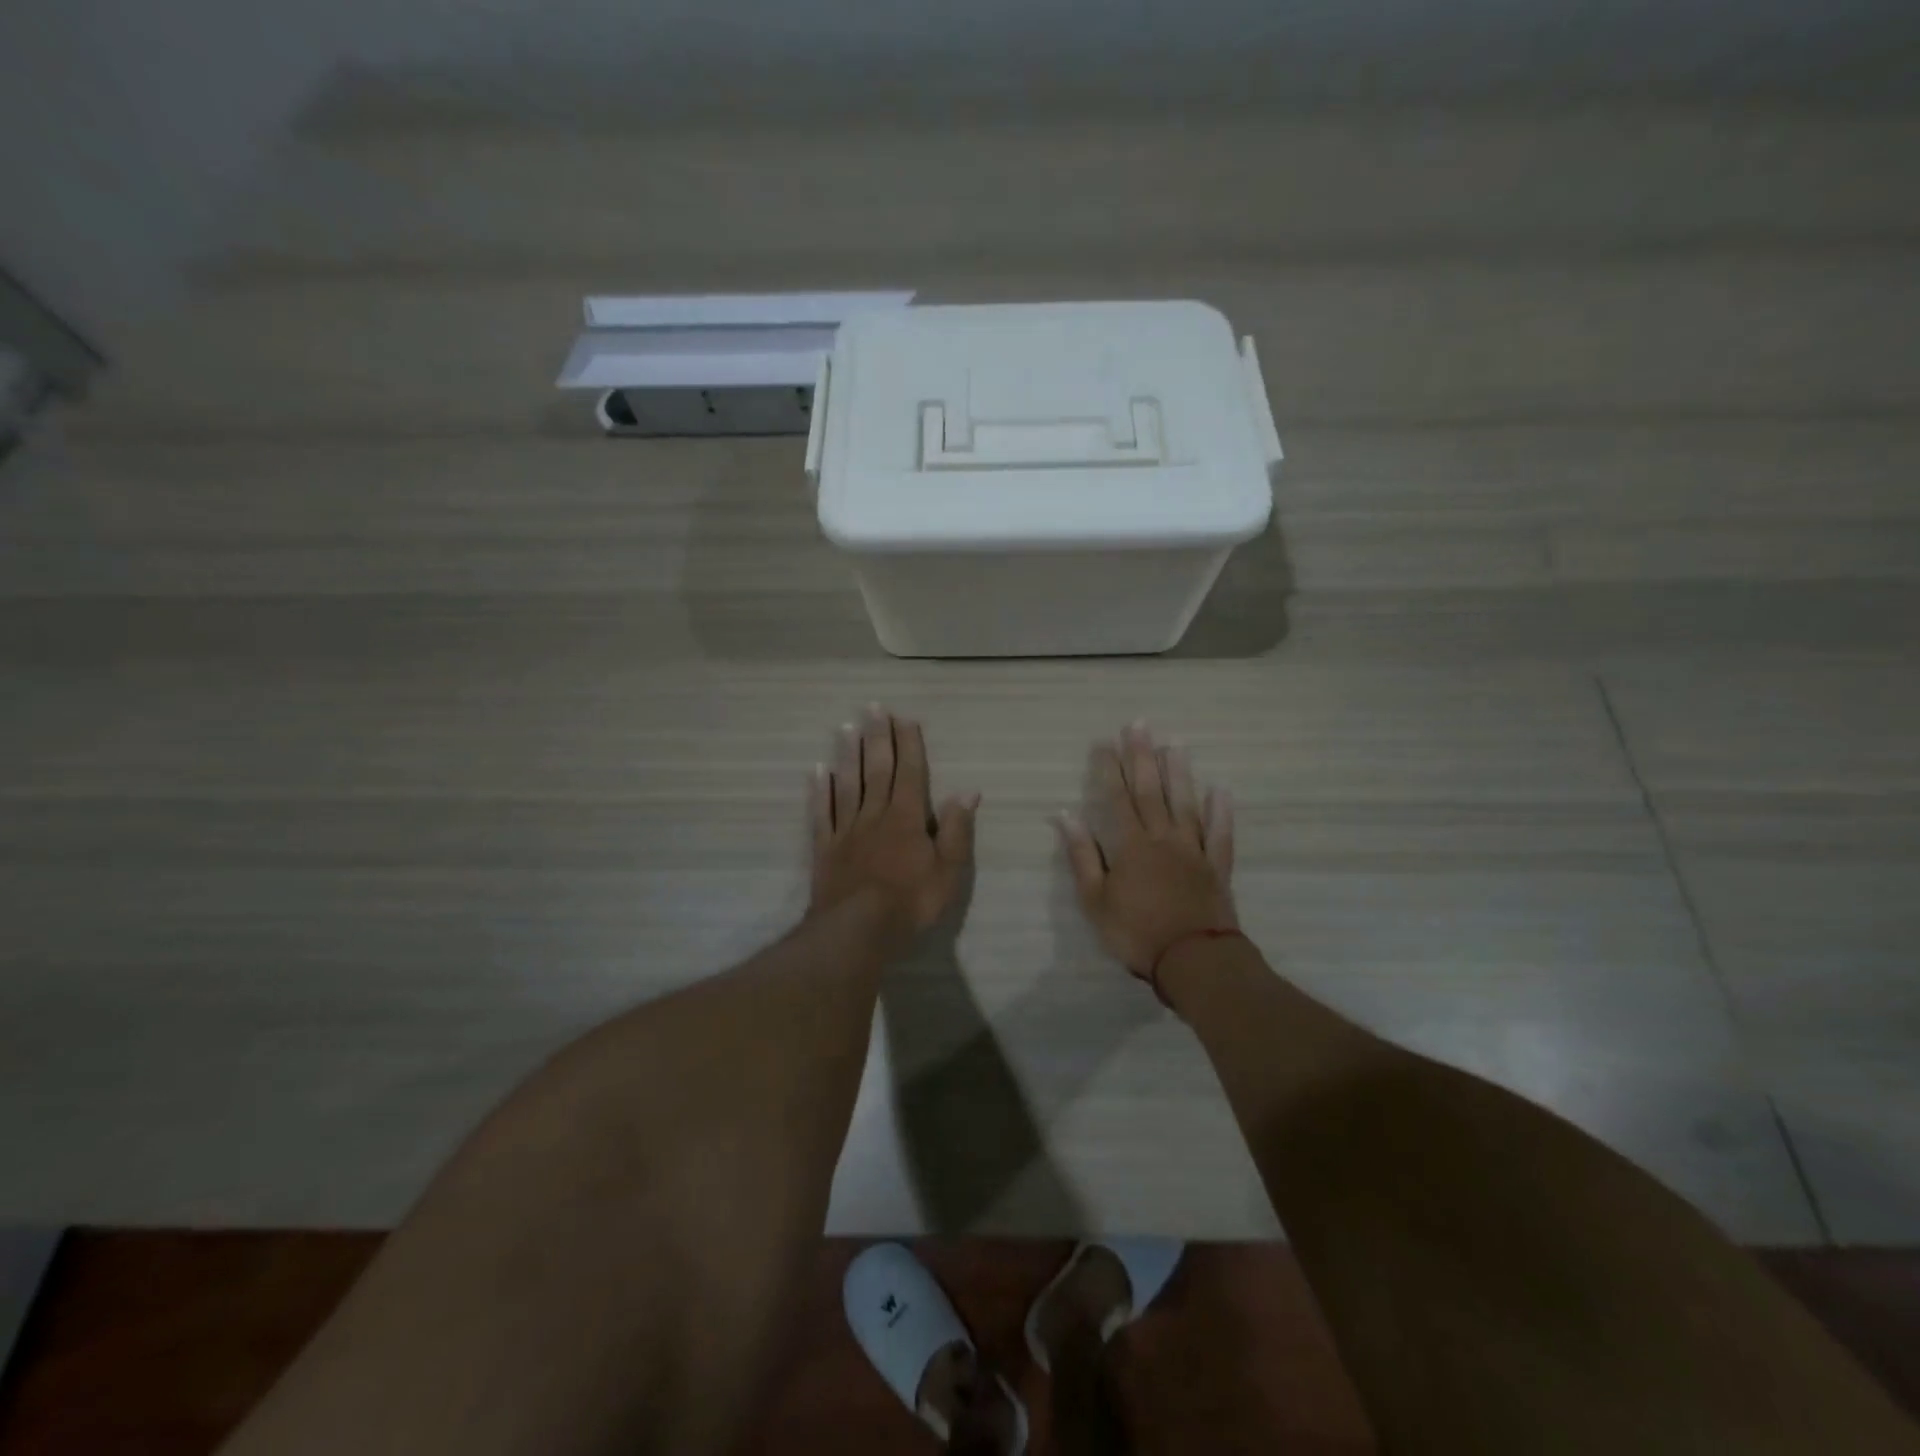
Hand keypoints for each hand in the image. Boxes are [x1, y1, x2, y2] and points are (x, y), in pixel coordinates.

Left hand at [809, 706, 978, 935]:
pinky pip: (822, 813)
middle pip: (877, 769)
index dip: (909, 744)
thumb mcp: (948, 870)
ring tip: (845, 727)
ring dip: (848, 754)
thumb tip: (968, 791)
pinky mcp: (825, 848)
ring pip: (847, 784)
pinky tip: (817, 770)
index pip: (910, 772)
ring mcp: (847, 830)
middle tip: (872, 707)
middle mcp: (875, 815)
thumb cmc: (911, 902)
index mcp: (907, 818)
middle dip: (877, 737)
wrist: (857, 931)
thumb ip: (957, 829)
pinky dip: (819, 790)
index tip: (905, 718)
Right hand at [1057, 722, 1236, 977]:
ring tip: (1175, 743)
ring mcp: (1193, 850)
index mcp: (1130, 845)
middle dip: (1142, 756)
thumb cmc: (1135, 932)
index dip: (1109, 769)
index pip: (1116, 798)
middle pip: (1151, 790)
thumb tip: (1066, 815)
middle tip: (1140, 725)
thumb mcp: (1095, 899)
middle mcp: (1163, 838)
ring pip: (1185, 803)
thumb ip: (1083, 855)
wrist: (1193, 961)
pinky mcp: (1216, 867)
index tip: (1104, 742)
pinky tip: (1221, 790)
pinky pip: (1220, 834)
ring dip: (1179, 772)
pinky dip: (1221, 811)